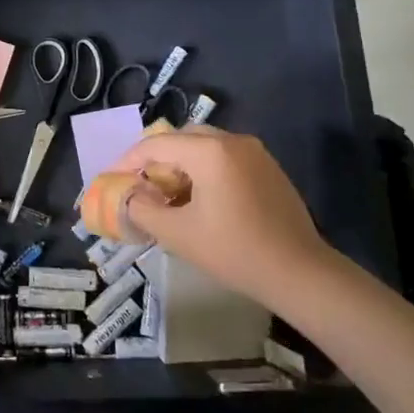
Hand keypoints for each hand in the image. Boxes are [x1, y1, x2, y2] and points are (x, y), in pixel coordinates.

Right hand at [106, 127, 337, 309]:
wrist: (301, 273)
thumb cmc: (235, 251)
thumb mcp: (178, 234)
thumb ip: (143, 209)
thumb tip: (129, 197)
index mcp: (209, 151)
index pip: (156, 145)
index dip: (128, 160)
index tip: (112, 180)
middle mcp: (233, 141)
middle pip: (180, 138)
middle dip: (155, 159)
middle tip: (140, 185)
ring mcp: (255, 153)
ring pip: (203, 146)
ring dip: (180, 164)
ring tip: (167, 194)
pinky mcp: (268, 168)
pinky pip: (225, 157)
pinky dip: (204, 170)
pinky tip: (199, 199)